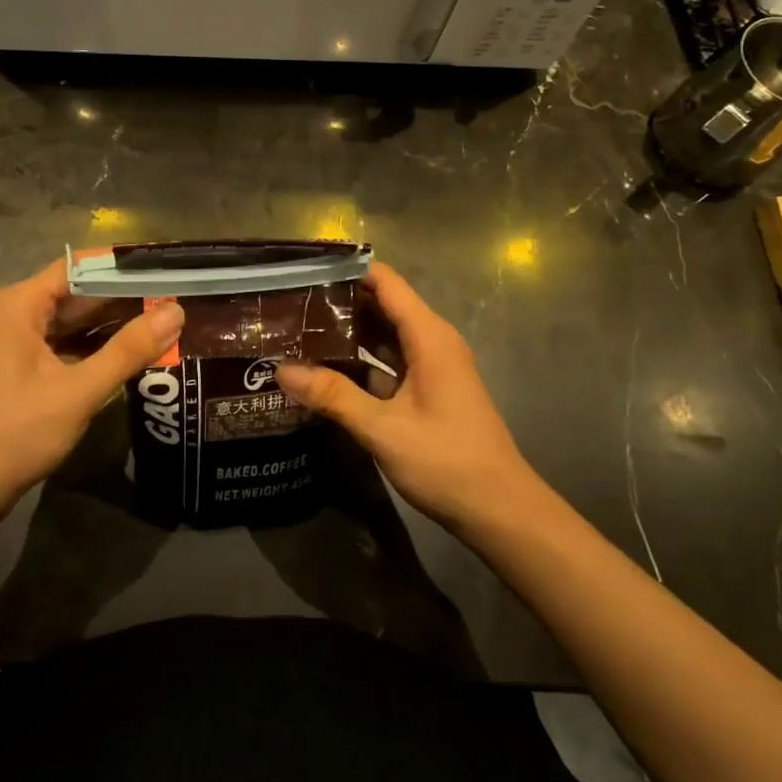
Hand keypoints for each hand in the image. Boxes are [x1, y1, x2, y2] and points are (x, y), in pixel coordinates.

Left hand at [0, 260, 183, 522]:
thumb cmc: (16, 433)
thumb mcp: (79, 391)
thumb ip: (128, 350)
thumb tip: (177, 312)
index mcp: (21, 304)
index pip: (81, 266)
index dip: (124, 267)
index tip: (167, 271)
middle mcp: (16, 314)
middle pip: (78, 293)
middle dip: (125, 298)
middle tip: (176, 300)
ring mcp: (16, 343)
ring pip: (74, 322)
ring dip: (113, 325)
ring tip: (164, 323)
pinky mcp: (21, 369)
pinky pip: (65, 345)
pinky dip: (95, 348)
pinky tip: (131, 355)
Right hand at [277, 262, 539, 531]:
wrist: (500, 512)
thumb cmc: (447, 462)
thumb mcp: (383, 429)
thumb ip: (333, 396)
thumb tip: (281, 370)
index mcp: (429, 337)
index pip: (385, 282)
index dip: (348, 270)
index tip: (305, 269)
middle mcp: (431, 343)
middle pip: (382, 306)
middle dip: (338, 302)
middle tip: (289, 303)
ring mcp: (431, 367)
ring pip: (383, 336)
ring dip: (347, 333)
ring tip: (298, 330)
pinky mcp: (426, 391)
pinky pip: (388, 363)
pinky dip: (360, 361)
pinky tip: (325, 369)